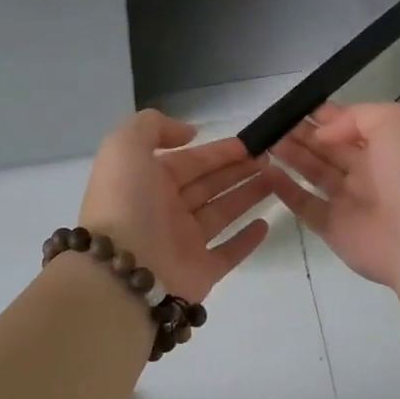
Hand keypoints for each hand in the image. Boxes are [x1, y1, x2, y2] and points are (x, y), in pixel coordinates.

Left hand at [77, 111, 272, 302]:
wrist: (122, 270)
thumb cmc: (125, 202)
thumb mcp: (125, 146)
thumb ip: (153, 126)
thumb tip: (189, 133)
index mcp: (148, 180)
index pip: (190, 160)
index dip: (219, 151)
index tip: (249, 143)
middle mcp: (166, 209)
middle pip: (209, 184)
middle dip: (238, 169)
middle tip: (270, 158)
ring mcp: (184, 242)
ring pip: (222, 212)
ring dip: (248, 195)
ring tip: (277, 179)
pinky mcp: (201, 272)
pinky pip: (228, 253)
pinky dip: (247, 240)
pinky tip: (265, 223)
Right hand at [266, 101, 399, 290]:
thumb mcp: (396, 121)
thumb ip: (355, 117)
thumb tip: (323, 133)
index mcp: (389, 145)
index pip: (350, 124)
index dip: (324, 115)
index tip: (294, 106)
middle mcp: (370, 171)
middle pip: (329, 147)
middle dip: (302, 133)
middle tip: (272, 124)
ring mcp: (351, 201)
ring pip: (314, 172)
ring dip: (291, 155)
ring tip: (264, 141)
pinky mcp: (334, 228)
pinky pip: (305, 205)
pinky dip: (284, 189)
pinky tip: (265, 172)